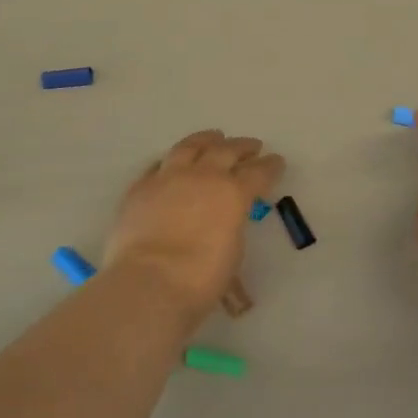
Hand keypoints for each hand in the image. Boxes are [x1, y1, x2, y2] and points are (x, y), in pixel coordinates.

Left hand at [105, 130, 283, 323]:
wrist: (150, 281)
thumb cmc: (201, 276)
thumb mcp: (233, 252)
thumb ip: (232, 225)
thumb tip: (227, 220)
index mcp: (233, 193)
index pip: (259, 172)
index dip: (270, 166)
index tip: (276, 161)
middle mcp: (203, 176)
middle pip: (227, 151)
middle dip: (242, 147)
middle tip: (251, 146)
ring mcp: (169, 178)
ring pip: (190, 147)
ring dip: (206, 140)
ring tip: (214, 137)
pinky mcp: (140, 187)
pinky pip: (158, 165)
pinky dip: (171, 161)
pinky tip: (172, 163)